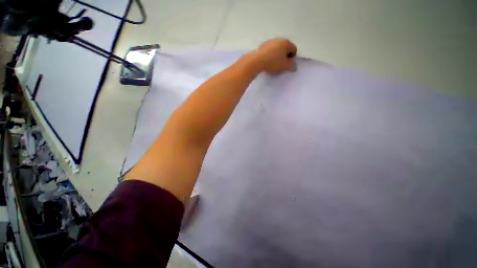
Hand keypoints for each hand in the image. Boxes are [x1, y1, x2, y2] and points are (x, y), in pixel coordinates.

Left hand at [253, 38, 297, 74]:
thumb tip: (294, 66)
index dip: (292, 58)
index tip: (286, 65)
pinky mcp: (262, 45)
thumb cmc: (273, 63)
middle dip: (284, 56)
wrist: (257, 61)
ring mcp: (270, 41)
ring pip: (277, 49)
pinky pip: (269, 50)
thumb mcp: (284, 66)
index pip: (294, 49)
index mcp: (286, 43)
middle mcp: (279, 39)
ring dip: (277, 56)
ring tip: (273, 64)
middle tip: (280, 65)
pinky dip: (270, 55)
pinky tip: (267, 62)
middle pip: (285, 48)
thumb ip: (292, 66)